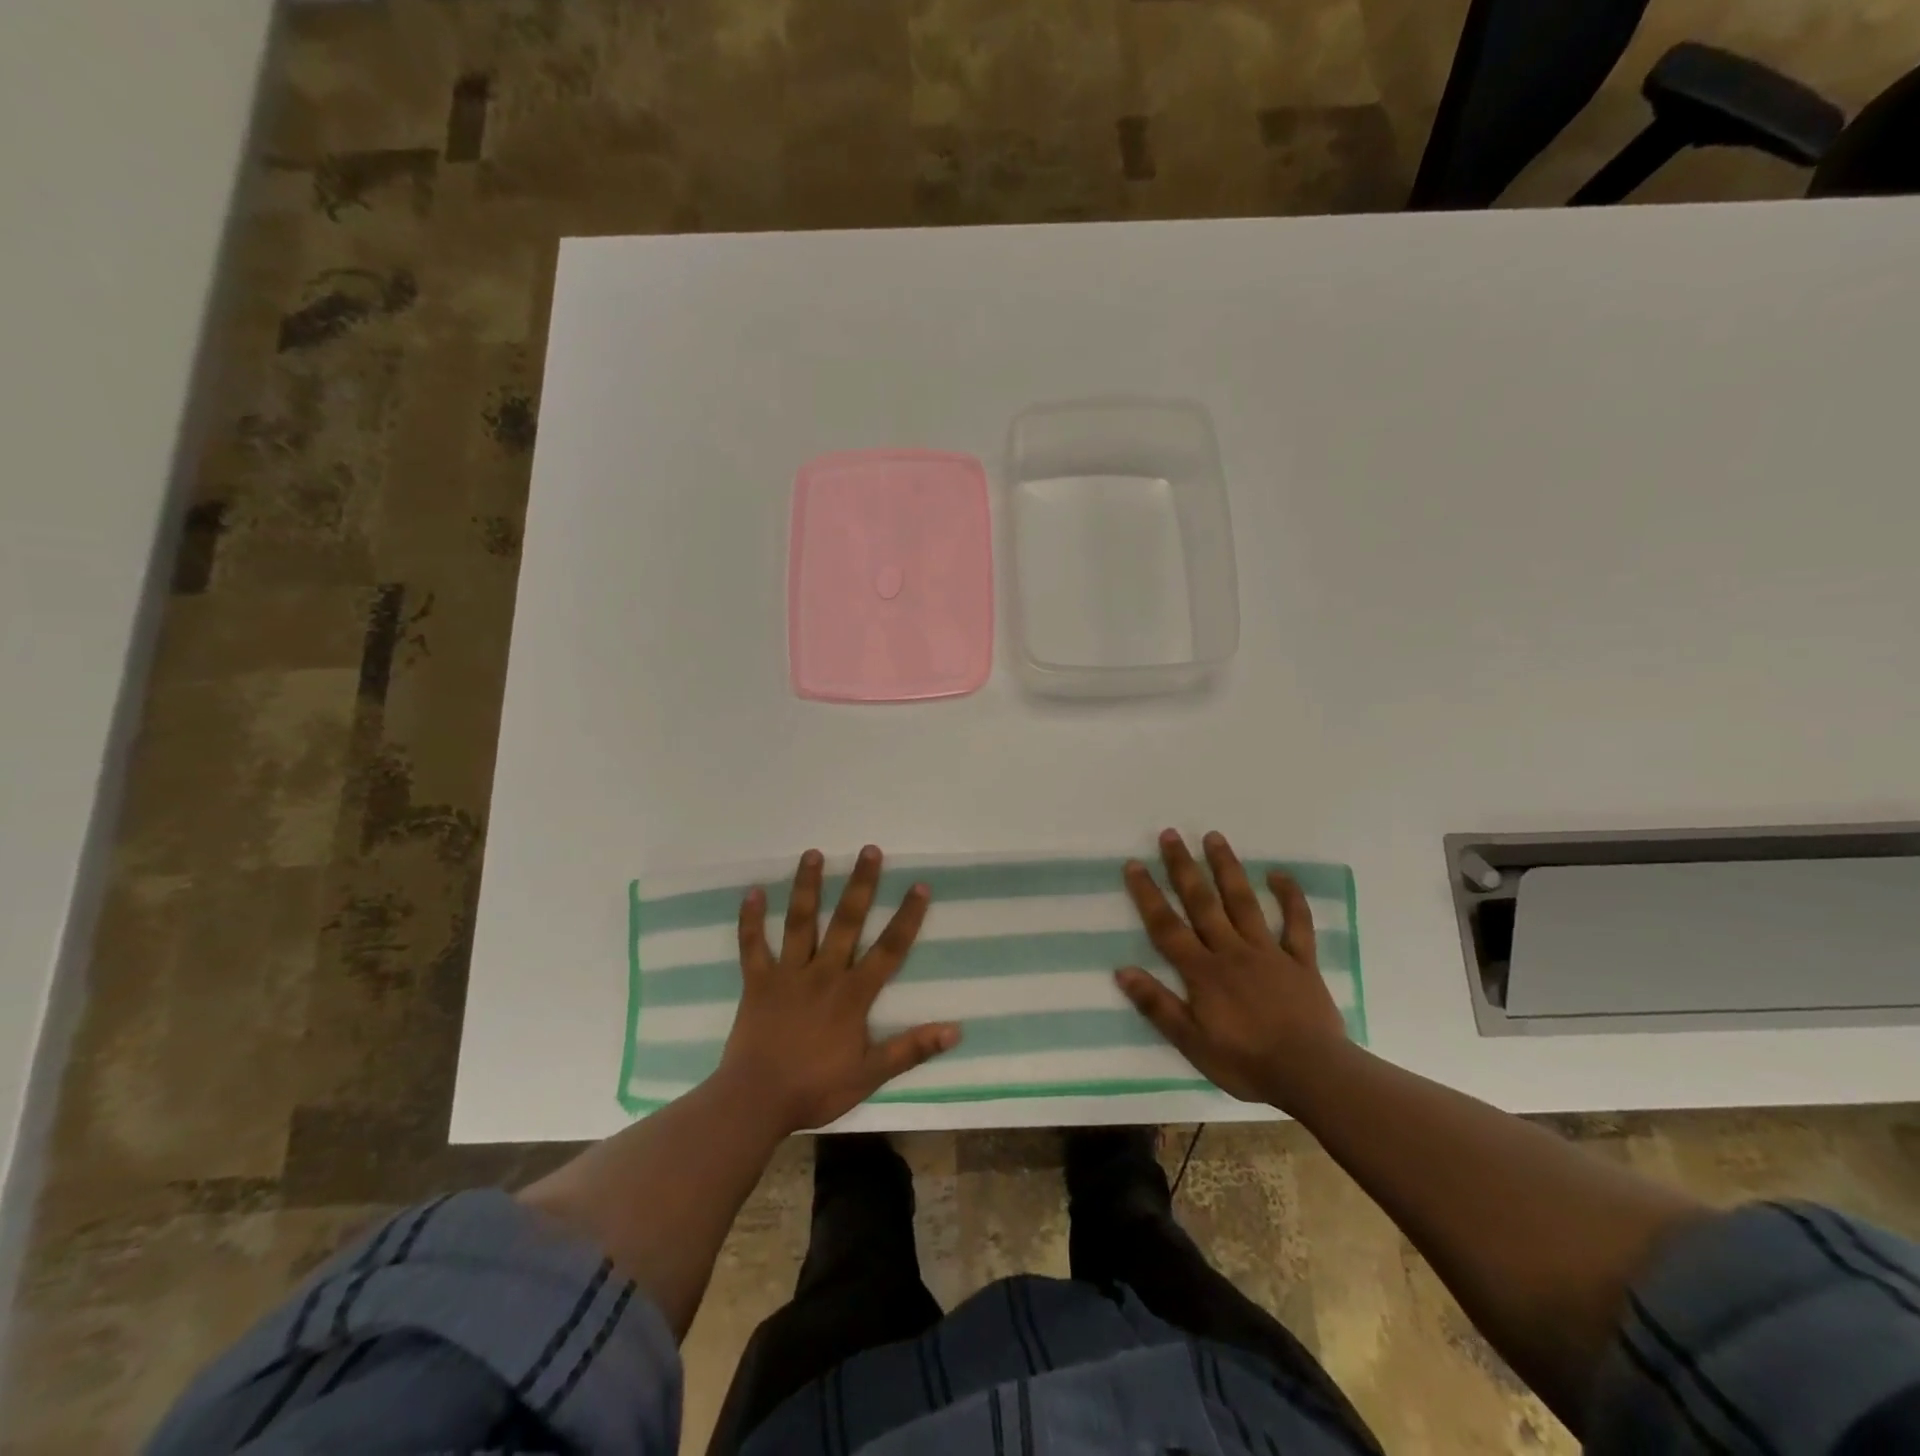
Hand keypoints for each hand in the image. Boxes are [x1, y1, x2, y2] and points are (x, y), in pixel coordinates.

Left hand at [719, 845, 959, 1133]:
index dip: (906, 917)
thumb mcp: (870, 1074)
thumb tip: (955, 1030)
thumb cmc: (815, 1088)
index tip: (919, 885)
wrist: (755, 1102)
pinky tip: (752, 891)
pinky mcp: (757, 982)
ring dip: (807, 887)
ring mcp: (788, 974)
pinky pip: (753, 946)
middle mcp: (823, 974)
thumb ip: (911, 1049)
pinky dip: (751, 920)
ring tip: (813, 854)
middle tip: (869, 849)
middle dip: (861, 885)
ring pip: (800, 922)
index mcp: (853, 994)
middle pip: (847, 922)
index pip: (888, 949)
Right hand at [1115, 829, 1348, 1109]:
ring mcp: (1268, 952)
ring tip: (1214, 837)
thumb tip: (1122, 971)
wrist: (1312, 1075)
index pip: (1167, 926)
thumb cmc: (1246, 1062)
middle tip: (1171, 834)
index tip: (1134, 864)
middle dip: (1183, 867)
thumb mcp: (1192, 1042)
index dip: (1148, 894)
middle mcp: (1231, 951)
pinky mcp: (1300, 961)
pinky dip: (1289, 897)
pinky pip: (1296, 923)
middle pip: (1202, 902)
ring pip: (1243, 902)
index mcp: (1203, 972)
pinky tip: (1279, 874)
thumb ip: (1158, 1005)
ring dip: (1227, 868)